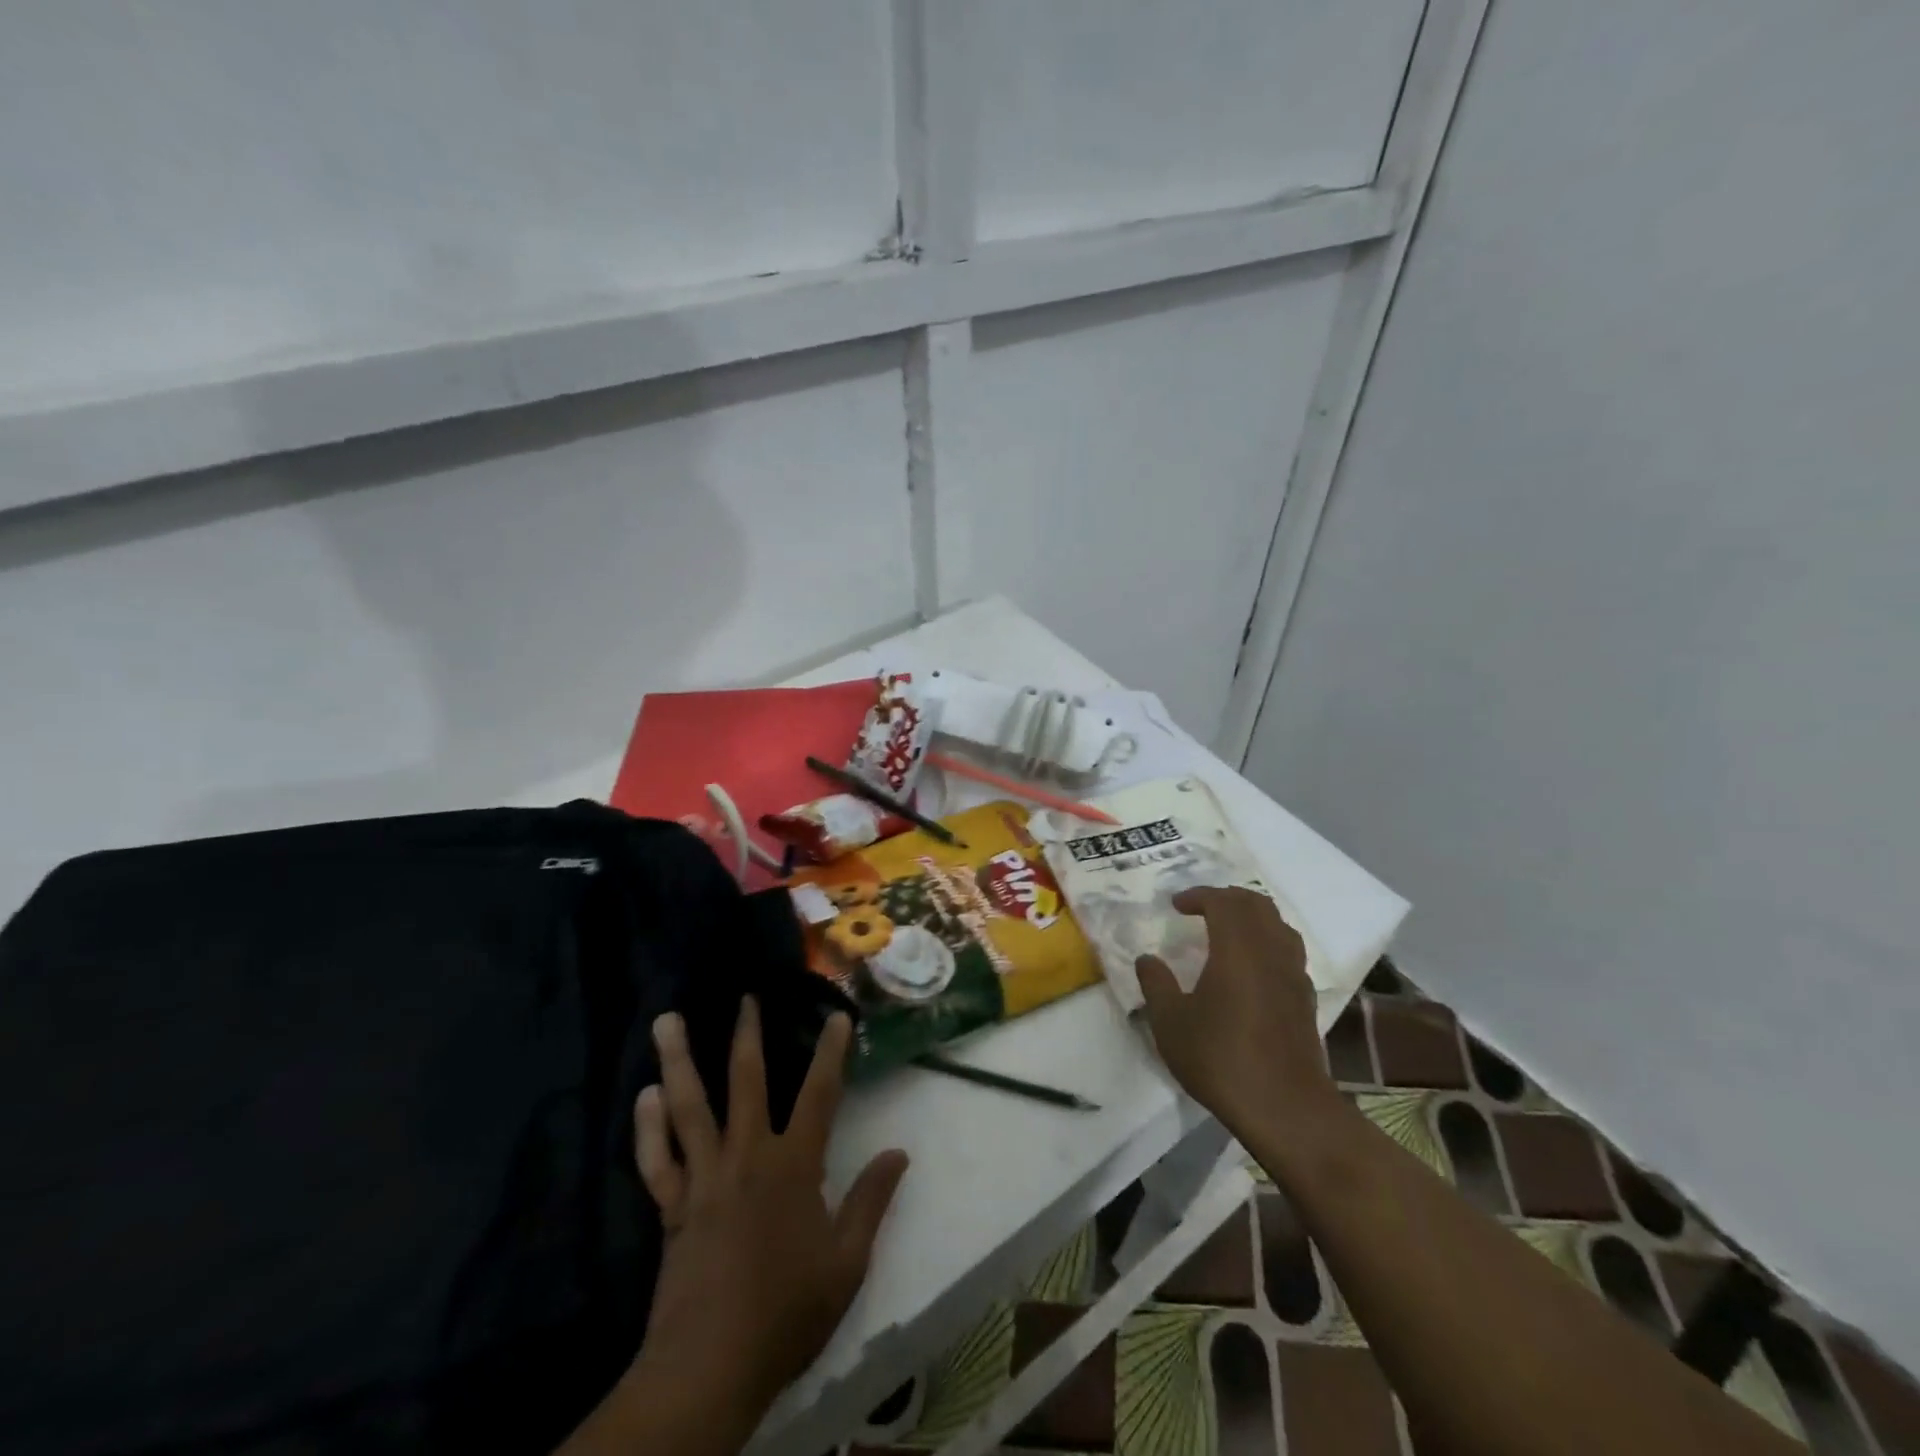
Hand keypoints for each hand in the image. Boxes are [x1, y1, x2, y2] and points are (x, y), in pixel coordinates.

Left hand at [633, 1002, 907, 1427]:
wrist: (710, 1368)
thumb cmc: (786, 1313)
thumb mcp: (846, 1264)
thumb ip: (871, 1202)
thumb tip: (899, 1153)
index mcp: (793, 1166)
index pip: (820, 1094)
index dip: (831, 1052)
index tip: (837, 1016)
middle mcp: (747, 1156)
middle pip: (746, 1081)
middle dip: (747, 1034)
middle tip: (744, 997)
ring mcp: (704, 1178)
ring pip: (689, 1107)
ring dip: (677, 1062)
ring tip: (666, 1021)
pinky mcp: (672, 1207)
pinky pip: (656, 1159)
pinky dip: (648, 1127)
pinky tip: (644, 1097)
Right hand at [1136, 886, 1335, 1133]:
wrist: (1285, 1107)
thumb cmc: (1221, 1058)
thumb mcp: (1171, 1023)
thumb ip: (1156, 984)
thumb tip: (1147, 959)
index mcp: (1237, 948)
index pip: (1223, 902)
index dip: (1199, 896)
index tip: (1176, 905)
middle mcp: (1270, 951)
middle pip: (1256, 905)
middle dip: (1227, 898)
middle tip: (1201, 909)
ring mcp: (1293, 974)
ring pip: (1278, 925)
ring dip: (1252, 918)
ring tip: (1227, 931)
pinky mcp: (1305, 999)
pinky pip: (1288, 952)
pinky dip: (1267, 943)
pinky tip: (1250, 968)